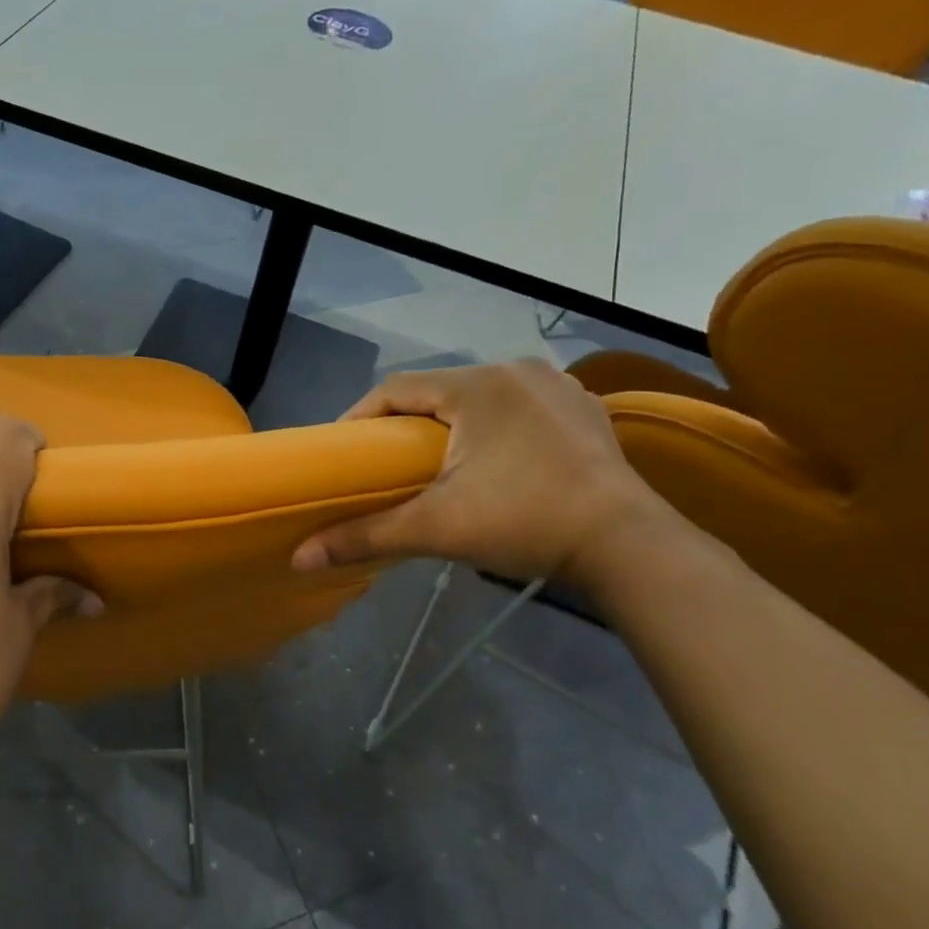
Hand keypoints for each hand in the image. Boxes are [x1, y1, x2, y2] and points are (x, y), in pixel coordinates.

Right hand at [292, 360, 667, 586]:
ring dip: (451, 423)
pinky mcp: (583, 410)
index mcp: (476, 386)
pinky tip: (492, 458)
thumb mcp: (436, 528)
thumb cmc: (524, 522)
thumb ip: (365, 536)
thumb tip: (299, 557)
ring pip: (479, 396)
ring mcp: (557, 387)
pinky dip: (494, 426)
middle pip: (437, 390)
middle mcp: (516, 371)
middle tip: (385, 464)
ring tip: (434, 463)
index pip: (395, 388)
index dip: (360, 418)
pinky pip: (519, 406)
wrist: (629, 546)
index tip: (343, 453)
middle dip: (406, 423)